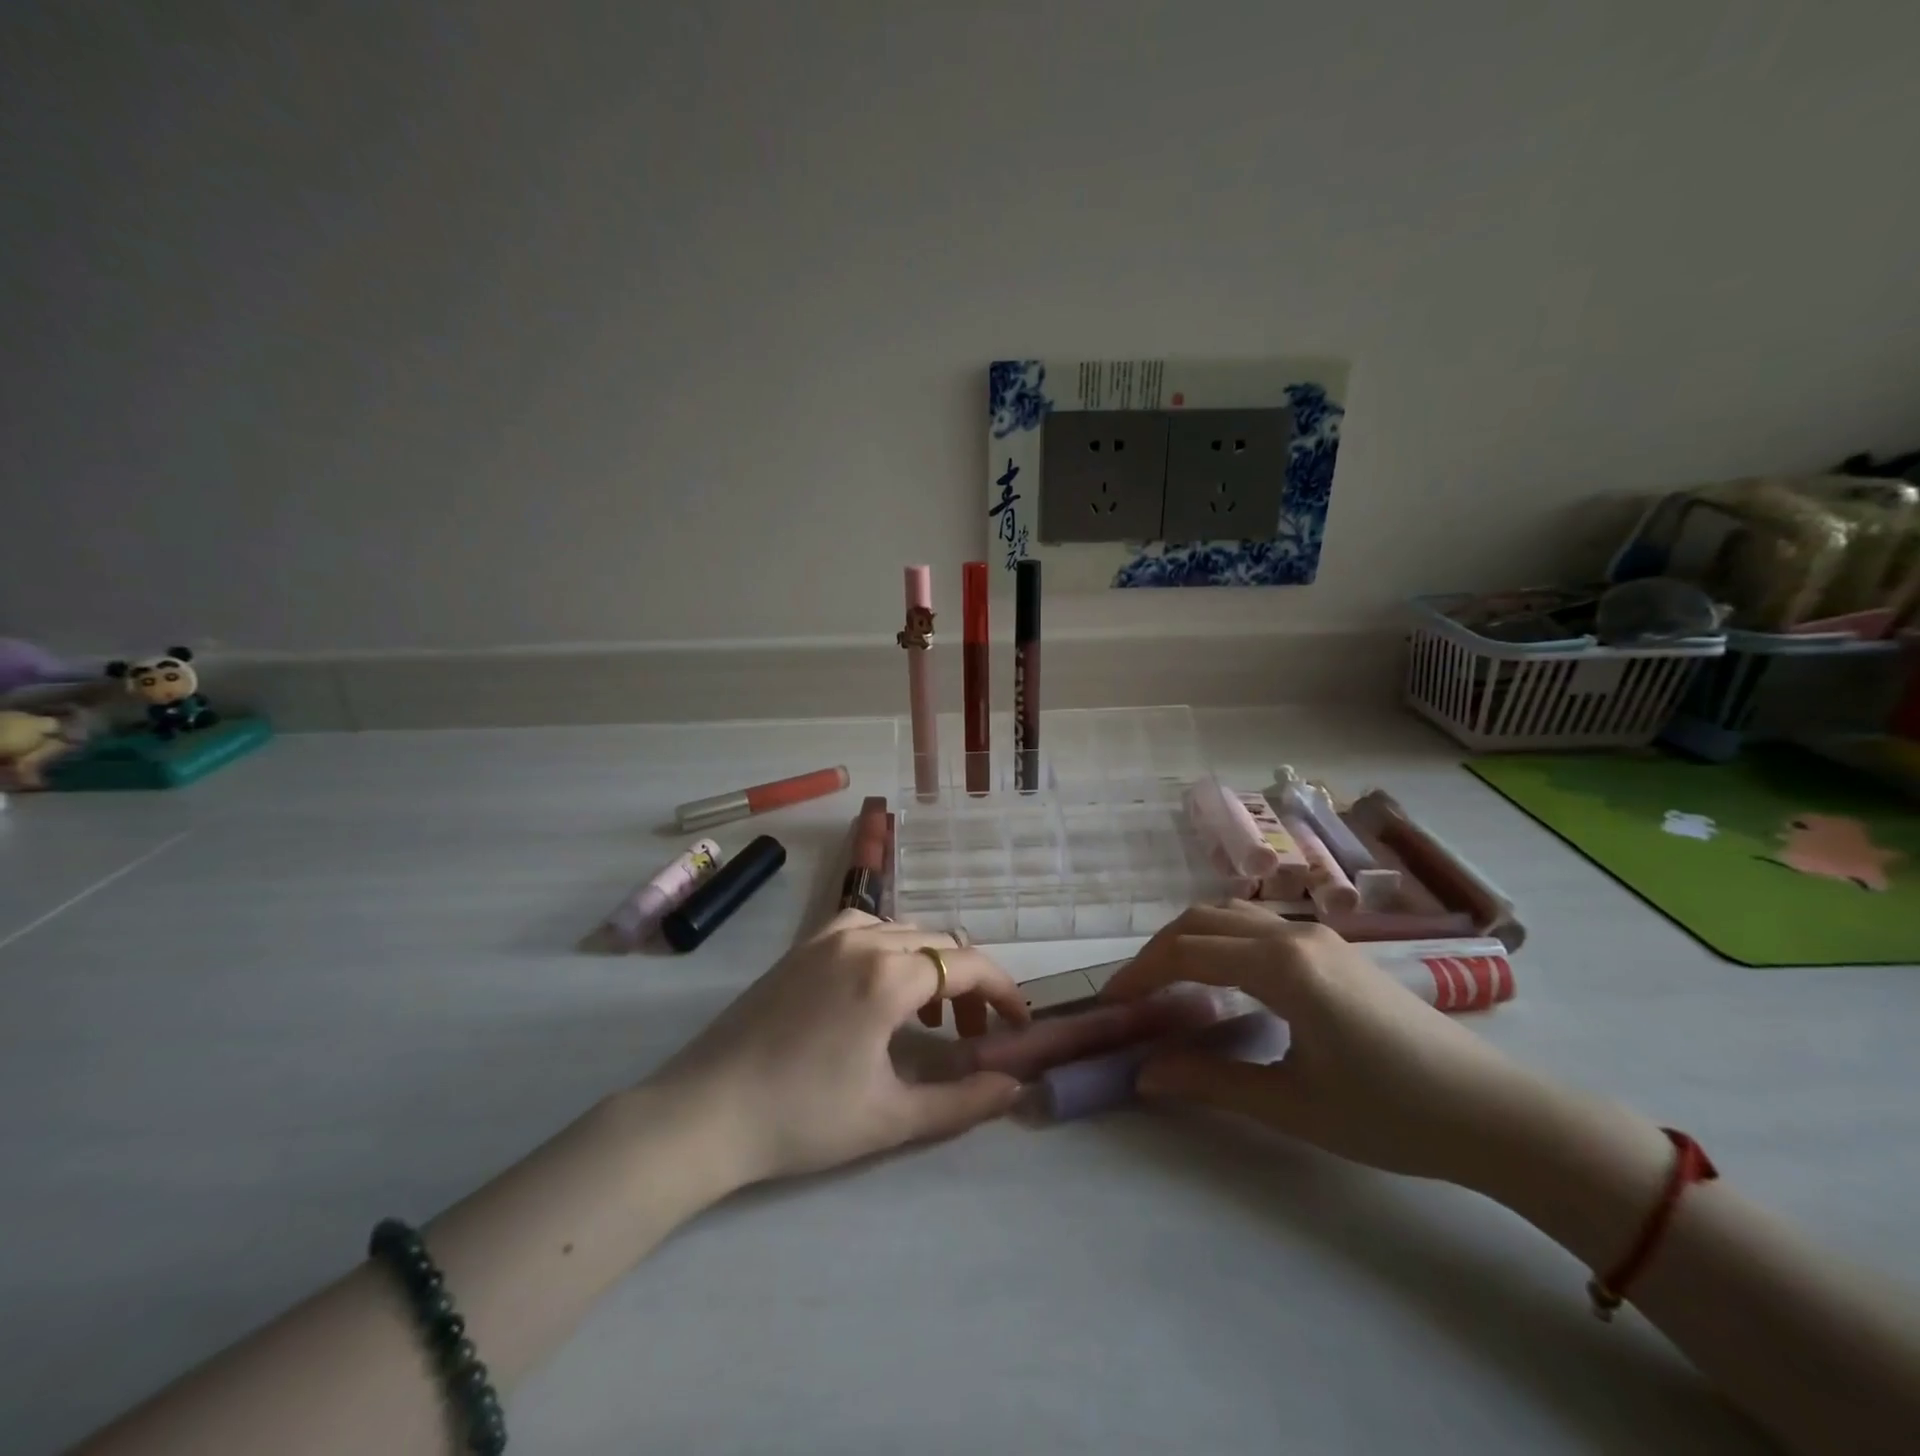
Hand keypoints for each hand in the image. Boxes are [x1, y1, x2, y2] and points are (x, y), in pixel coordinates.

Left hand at [648, 911, 1199, 1188]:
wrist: (705, 1112)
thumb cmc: (803, 1118)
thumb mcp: (892, 1118)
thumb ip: (963, 1101)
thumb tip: (1015, 1087)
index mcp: (888, 975)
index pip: (968, 964)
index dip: (1003, 991)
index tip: (1019, 1024)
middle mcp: (863, 938)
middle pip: (939, 943)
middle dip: (969, 983)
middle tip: (973, 1035)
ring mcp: (827, 936)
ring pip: (904, 930)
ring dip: (930, 964)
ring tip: (931, 1014)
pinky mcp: (802, 946)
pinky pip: (865, 927)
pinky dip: (891, 948)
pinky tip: (880, 987)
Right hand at [1101, 902, 1556, 1187]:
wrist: (1493, 1114)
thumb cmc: (1390, 1114)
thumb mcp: (1291, 1104)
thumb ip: (1210, 1081)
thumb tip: (1144, 1073)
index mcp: (1281, 966)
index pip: (1187, 952)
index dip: (1141, 974)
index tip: (1112, 1004)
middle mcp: (1293, 935)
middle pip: (1202, 919)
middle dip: (1157, 950)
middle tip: (1133, 993)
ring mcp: (1317, 936)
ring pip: (1231, 915)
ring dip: (1189, 939)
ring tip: (1168, 982)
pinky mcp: (1334, 949)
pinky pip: (1257, 927)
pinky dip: (1221, 940)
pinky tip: (1222, 979)